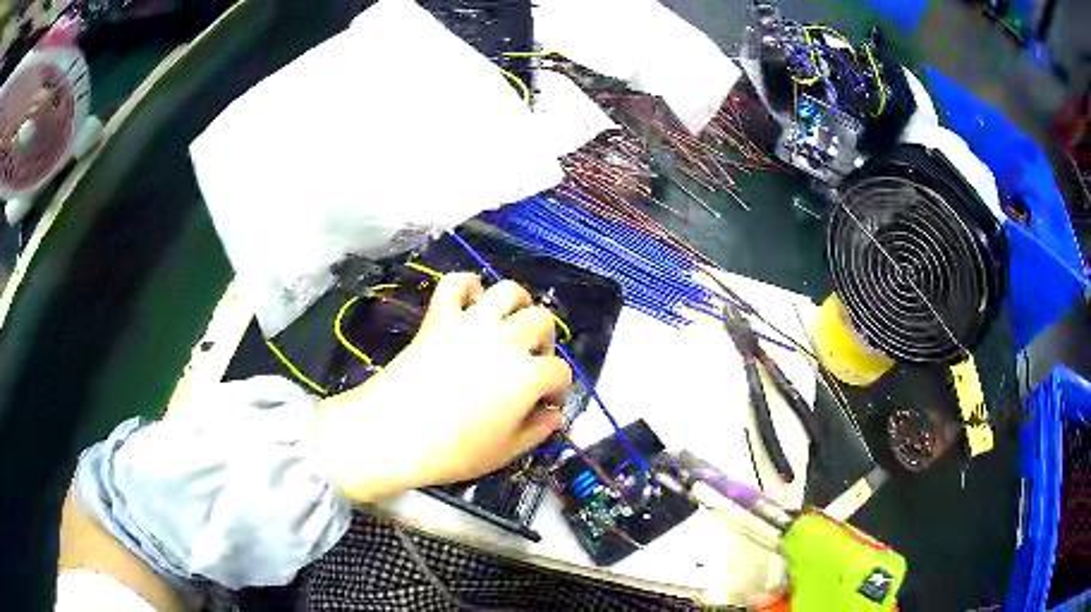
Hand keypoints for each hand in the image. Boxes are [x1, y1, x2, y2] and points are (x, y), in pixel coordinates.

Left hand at [313, 273, 572, 502]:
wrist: (392, 434)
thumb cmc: (452, 452)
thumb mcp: (505, 453)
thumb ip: (537, 431)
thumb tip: (554, 416)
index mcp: (528, 376)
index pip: (559, 372)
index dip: (558, 388)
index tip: (547, 404)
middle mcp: (507, 341)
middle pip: (541, 322)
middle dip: (544, 341)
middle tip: (530, 361)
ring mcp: (471, 324)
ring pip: (508, 291)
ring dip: (517, 303)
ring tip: (509, 323)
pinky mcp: (439, 317)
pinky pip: (455, 283)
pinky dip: (466, 285)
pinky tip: (469, 302)